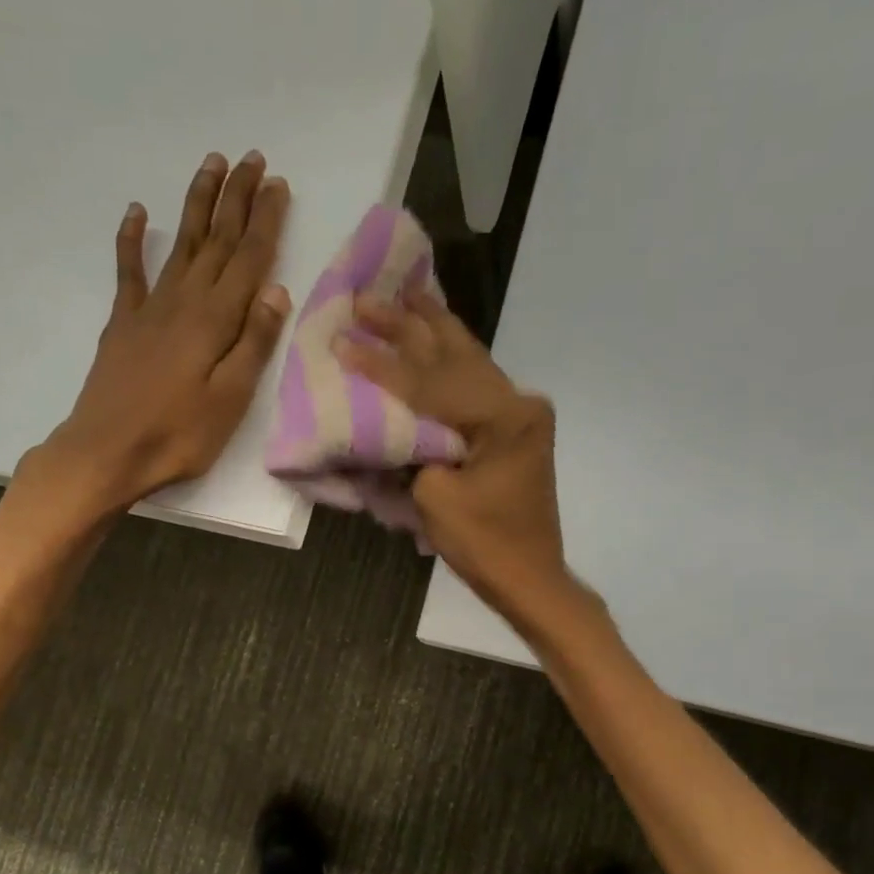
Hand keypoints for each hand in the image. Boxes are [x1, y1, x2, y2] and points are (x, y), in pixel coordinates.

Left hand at [39, 150, 291, 513]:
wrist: (108, 451)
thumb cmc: (178, 435)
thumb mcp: (230, 399)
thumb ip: (253, 344)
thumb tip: (276, 290)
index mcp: (215, 320)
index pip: (248, 259)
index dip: (265, 221)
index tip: (279, 185)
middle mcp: (184, 301)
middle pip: (217, 241)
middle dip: (237, 199)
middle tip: (253, 159)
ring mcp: (149, 308)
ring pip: (181, 244)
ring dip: (197, 203)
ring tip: (212, 165)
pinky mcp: (123, 323)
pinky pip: (129, 270)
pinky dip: (132, 239)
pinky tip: (138, 212)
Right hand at [336, 289, 574, 622]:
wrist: (529, 578)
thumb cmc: (484, 545)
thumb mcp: (435, 499)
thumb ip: (413, 452)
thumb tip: (393, 425)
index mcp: (504, 417)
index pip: (431, 383)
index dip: (382, 363)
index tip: (344, 337)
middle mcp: (518, 403)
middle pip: (454, 356)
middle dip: (408, 326)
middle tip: (368, 297)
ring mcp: (519, 415)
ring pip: (468, 361)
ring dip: (432, 330)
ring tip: (403, 295)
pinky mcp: (513, 430)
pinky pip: (475, 384)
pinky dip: (449, 360)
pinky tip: (434, 336)